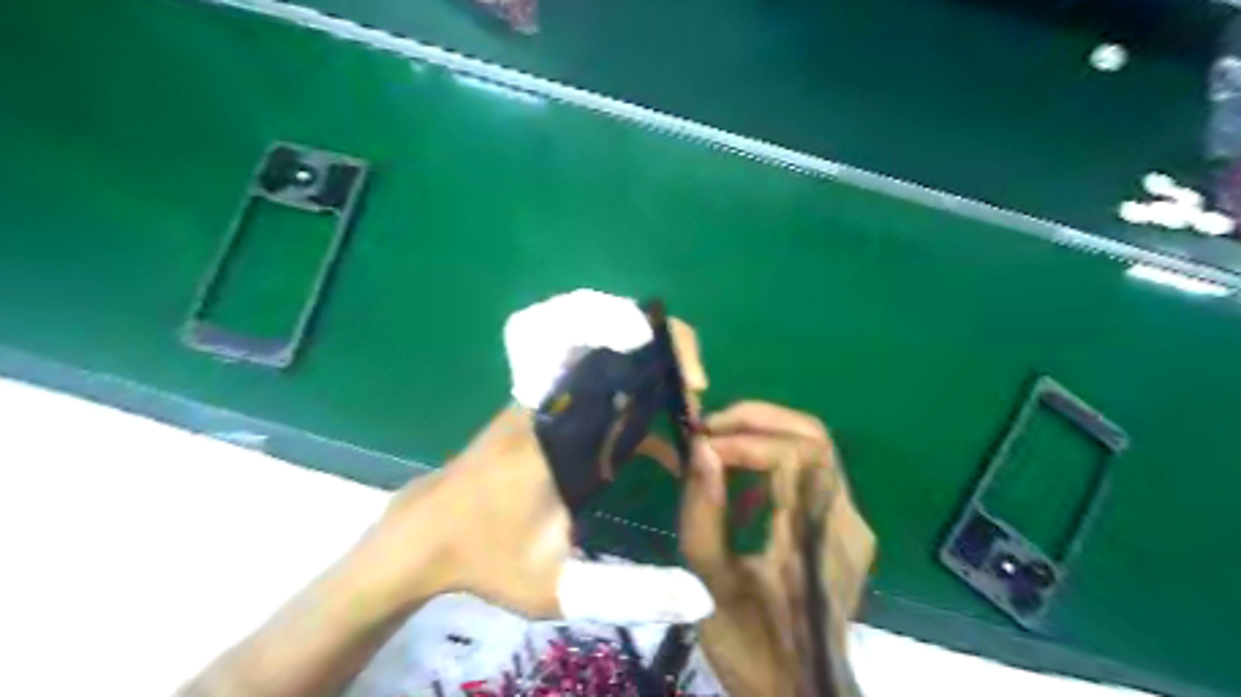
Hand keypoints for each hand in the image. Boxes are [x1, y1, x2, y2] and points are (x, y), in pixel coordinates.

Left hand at [353, 317, 713, 621]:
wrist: (424, 536)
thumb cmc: (486, 558)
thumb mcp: (556, 587)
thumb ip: (631, 592)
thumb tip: (701, 600)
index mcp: (562, 428)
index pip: (621, 362)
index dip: (668, 354)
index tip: (697, 390)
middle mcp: (554, 400)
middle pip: (617, 341)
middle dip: (667, 359)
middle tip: (692, 406)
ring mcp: (544, 397)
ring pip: (605, 354)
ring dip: (649, 370)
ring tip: (680, 413)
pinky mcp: (539, 407)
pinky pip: (591, 379)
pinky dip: (627, 387)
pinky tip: (649, 437)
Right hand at [683, 403, 875, 696]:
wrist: (801, 692)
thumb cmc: (752, 647)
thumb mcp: (711, 584)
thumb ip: (703, 513)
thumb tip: (701, 449)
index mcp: (817, 540)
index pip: (794, 456)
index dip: (745, 440)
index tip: (700, 446)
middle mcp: (846, 521)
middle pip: (814, 438)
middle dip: (756, 420)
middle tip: (709, 428)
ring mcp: (851, 523)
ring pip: (816, 449)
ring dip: (764, 433)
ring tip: (718, 442)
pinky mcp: (843, 527)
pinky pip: (812, 472)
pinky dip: (774, 456)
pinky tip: (741, 473)